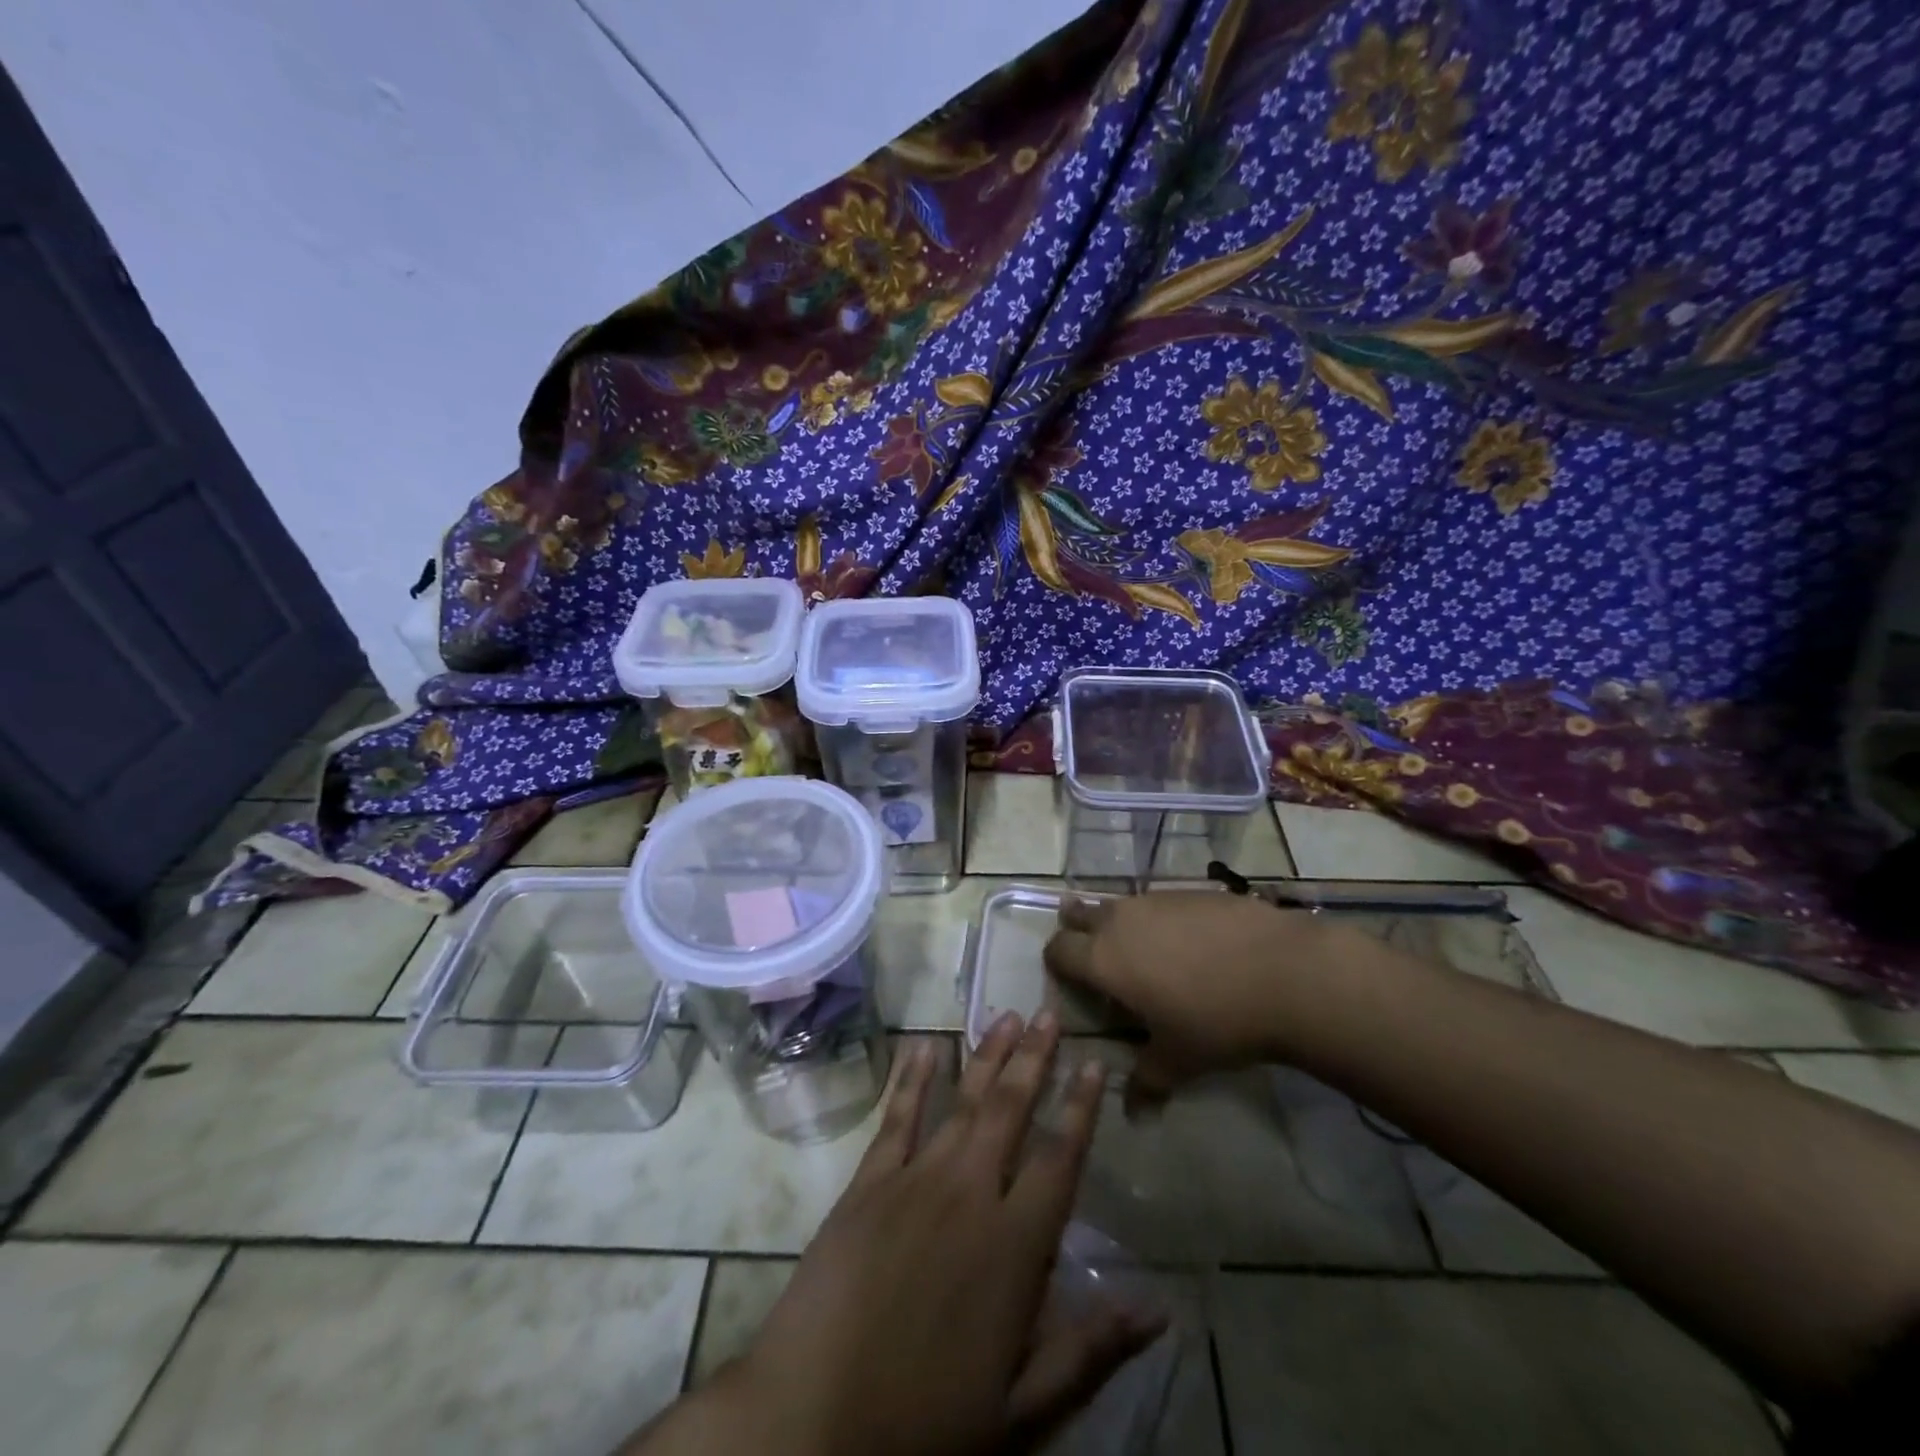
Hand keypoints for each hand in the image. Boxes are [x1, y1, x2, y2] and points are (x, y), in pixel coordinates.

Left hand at [714, 1016, 1162, 1455]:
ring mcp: (914, 1180)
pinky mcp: (868, 1184)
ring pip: (961, 1102)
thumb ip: (1088, 1350)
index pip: (1061, 1159)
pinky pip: (897, 1118)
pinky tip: (924, 1045)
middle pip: (1011, 1111)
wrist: (815, 1421)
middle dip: (1034, 1058)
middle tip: (1049, 1014)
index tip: (1095, 1062)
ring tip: (1006, 1016)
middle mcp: (969, 1194)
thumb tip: (1157, 1308)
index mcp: (1014, 1246)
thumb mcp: (1022, 1410)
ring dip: (987, 1056)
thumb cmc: (927, 1423)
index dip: (1081, 1107)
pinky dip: (912, 1078)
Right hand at [1044, 891, 1338, 1110]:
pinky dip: (1160, 918)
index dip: (1056, 962)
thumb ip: (1147, 1082)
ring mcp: (1157, 899)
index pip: (1058, 949)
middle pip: (1079, 913)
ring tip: (1144, 950)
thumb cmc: (1217, 1021)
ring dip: (1120, 923)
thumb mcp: (1179, 1060)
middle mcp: (1121, 921)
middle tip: (1093, 951)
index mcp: (1104, 959)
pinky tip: (1190, 942)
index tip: (1067, 978)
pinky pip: (1160, 901)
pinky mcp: (1191, 890)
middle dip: (1077, 928)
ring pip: (1121, 904)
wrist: (1285, 972)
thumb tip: (1133, 1112)